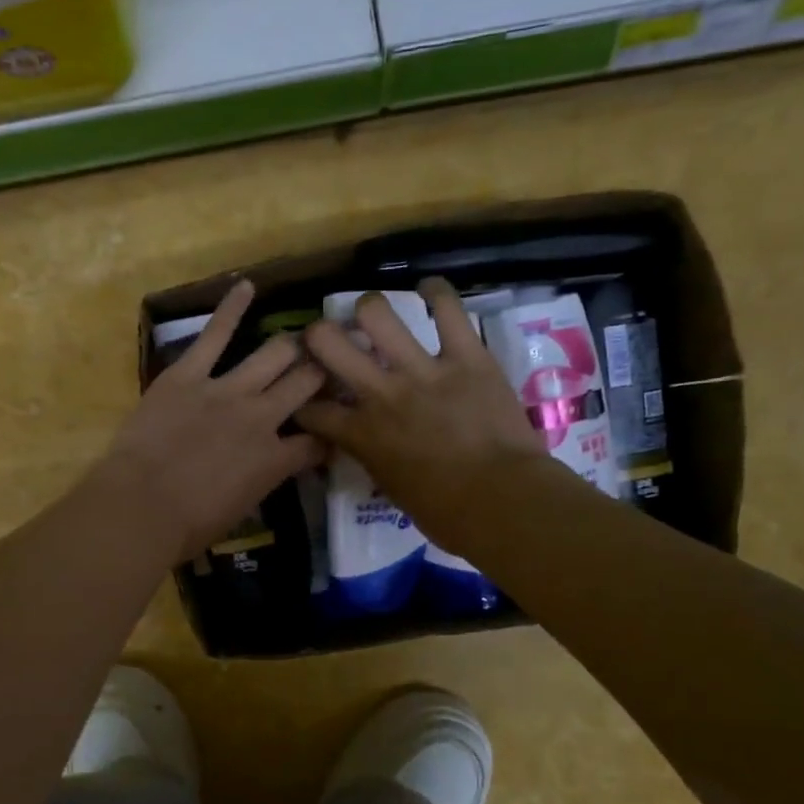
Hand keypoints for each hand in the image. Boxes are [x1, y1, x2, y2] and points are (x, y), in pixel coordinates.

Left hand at [95, 280, 328, 561]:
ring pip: (275, 354)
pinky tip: (246, 287)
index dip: (329, 434)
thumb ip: (259, 483)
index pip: (318, 441)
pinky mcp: (189, 374)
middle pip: (306, 383)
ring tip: (301, 338)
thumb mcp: (238, 511)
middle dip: (321, 373)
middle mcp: (263, 418)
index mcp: (276, 460)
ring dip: (291, 346)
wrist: (141, 507)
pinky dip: (231, 308)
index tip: (331, 430)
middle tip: (326, 364)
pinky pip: (215, 334)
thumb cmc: (186, 526)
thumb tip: (263, 471)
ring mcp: (228, 390)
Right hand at [296, 279, 565, 554]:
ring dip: (369, 309)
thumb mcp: (391, 489)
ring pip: (377, 313)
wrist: (503, 501)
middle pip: (327, 342)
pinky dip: (437, 293)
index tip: (304, 397)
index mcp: (361, 434)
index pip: (311, 408)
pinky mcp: (467, 356)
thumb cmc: (445, 513)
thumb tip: (369, 445)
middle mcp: (381, 393)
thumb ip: (373, 457)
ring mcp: (423, 370)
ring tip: (374, 313)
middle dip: (318, 335)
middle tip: (328, 338)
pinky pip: (449, 309)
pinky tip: (430, 289)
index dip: (300, 400)